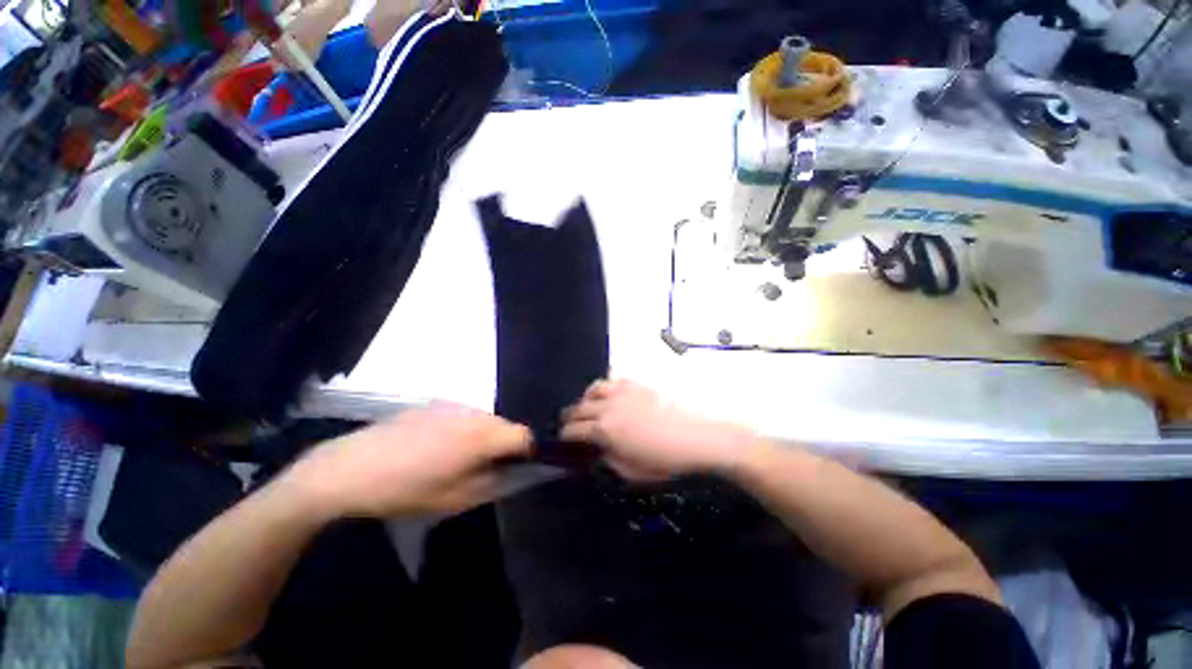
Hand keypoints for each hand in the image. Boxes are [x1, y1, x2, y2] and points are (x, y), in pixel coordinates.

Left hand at [285, 404, 530, 516]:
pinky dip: (463, 428)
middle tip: (486, 468)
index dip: (527, 453)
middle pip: (505, 425)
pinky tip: (436, 446)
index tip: (516, 469)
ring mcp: (452, 405)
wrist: (350, 469)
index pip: (524, 435)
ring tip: (459, 458)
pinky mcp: (433, 403)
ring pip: (484, 418)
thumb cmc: (406, 490)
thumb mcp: (455, 499)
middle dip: (504, 445)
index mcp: (483, 435)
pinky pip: (462, 414)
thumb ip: (493, 483)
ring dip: (484, 436)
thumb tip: (512, 473)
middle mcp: (473, 412)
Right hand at [560, 380, 757, 480]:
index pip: (574, 430)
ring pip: (593, 389)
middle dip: (571, 417)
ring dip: (585, 399)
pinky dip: (605, 388)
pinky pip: (613, 381)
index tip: (563, 439)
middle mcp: (608, 406)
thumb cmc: (665, 460)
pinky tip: (610, 396)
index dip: (565, 435)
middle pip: (579, 407)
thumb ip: (609, 459)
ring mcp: (622, 391)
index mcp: (605, 430)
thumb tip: (598, 449)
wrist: (697, 437)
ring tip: (588, 407)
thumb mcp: (632, 472)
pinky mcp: (637, 384)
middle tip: (570, 425)